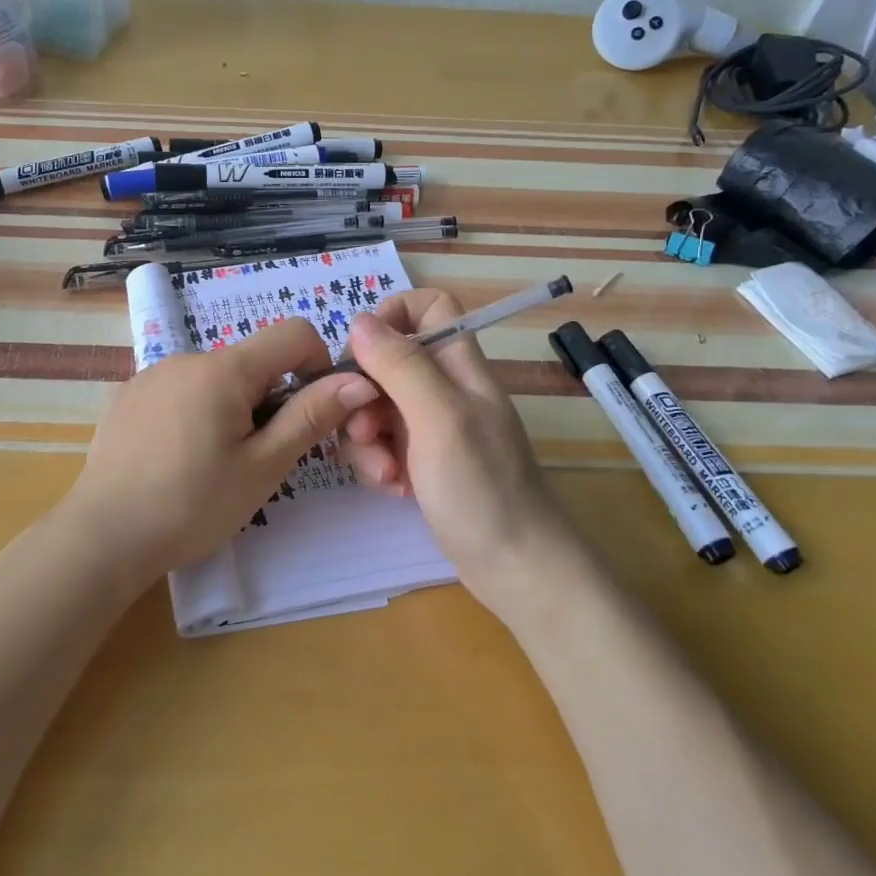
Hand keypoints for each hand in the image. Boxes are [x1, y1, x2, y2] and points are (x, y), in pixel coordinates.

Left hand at [65, 319, 379, 588]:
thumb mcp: (263, 467)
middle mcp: (186, 358)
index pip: (294, 333)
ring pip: (215, 379)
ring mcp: (150, 375)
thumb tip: (358, 380)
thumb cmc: (192, 505)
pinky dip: (195, 414)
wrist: (102, 537)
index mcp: (224, 369)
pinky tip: (176, 460)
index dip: (317, 364)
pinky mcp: (127, 397)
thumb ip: (310, 417)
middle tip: (258, 457)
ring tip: (213, 465)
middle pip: (252, 362)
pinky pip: (179, 391)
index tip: (309, 413)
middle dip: (270, 398)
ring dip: (232, 408)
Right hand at [338, 290, 566, 607]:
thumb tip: (360, 321)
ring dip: (366, 437)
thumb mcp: (439, 418)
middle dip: (364, 393)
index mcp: (459, 365)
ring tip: (385, 473)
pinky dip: (378, 463)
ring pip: (376, 405)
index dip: (391, 317)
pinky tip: (393, 488)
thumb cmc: (483, 488)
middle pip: (386, 361)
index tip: (362, 354)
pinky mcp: (421, 460)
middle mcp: (444, 388)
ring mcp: (432, 426)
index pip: (428, 307)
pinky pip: (382, 443)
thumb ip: (401, 366)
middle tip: (365, 431)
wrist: (515, 567)